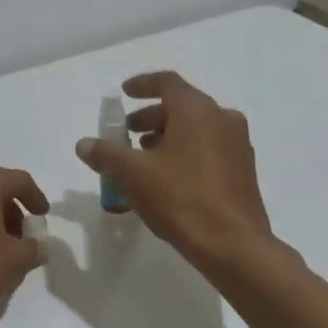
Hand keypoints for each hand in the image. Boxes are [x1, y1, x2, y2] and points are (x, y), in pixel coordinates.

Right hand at [76, 71, 274, 270]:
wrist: (233, 245)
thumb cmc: (180, 198)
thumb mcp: (132, 174)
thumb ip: (105, 154)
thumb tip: (84, 144)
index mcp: (196, 110)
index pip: (167, 82)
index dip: (142, 84)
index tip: (124, 93)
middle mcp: (222, 118)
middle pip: (182, 105)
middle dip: (151, 115)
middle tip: (128, 132)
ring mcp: (237, 144)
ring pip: (197, 127)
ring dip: (168, 135)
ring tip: (144, 156)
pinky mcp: (244, 170)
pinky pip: (209, 147)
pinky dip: (186, 151)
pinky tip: (168, 177)